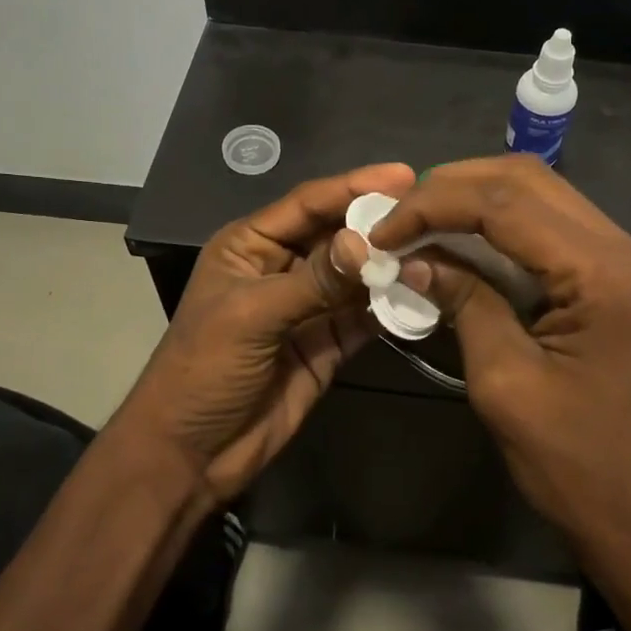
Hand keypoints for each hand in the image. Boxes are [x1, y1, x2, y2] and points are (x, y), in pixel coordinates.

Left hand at [110, 163, 416, 503]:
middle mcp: (282, 267)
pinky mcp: (327, 344)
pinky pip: (364, 317)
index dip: (354, 186)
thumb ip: (312, 281)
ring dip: (391, 265)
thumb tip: (366, 243)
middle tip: (431, 212)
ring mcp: (307, 307)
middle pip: (338, 235)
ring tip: (439, 248)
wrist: (191, 455)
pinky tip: (424, 295)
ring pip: (356, 275)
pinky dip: (390, 307)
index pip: (308, 204)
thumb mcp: (251, 316)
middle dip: (379, 224)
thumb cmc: (203, 370)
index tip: (404, 175)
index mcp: (251, 245)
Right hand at [364, 156, 630, 559]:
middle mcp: (622, 249)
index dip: (433, 205)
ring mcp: (626, 262)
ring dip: (475, 200)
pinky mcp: (617, 280)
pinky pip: (552, 229)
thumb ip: (464, 302)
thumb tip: (411, 259)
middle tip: (398, 216)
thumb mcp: (506, 383)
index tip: (381, 231)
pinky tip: (462, 241)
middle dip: (453, 187)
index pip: (505, 203)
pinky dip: (502, 226)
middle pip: (528, 180)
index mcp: (602, 273)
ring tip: (419, 221)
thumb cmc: (577, 466)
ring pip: (541, 195)